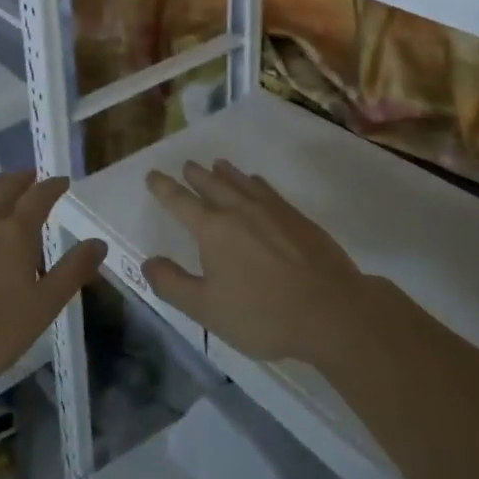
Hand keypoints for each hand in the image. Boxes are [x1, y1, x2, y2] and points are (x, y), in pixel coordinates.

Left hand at [0, 170, 106, 382]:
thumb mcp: (42, 308)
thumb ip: (71, 272)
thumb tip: (98, 243)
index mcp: (16, 231)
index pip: (40, 196)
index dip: (53, 186)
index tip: (62, 182)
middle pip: (7, 185)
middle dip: (23, 178)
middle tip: (32, 178)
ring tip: (0, 186)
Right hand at [142, 160, 368, 364]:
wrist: (330, 310)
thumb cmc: (262, 313)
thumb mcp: (207, 310)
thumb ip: (173, 285)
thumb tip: (148, 262)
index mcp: (213, 229)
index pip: (181, 202)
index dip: (164, 188)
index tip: (153, 175)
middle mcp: (239, 210)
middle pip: (212, 185)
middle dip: (195, 175)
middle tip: (186, 166)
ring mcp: (271, 210)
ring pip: (241, 182)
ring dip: (224, 173)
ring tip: (216, 164)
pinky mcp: (296, 217)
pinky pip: (267, 189)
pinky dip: (254, 182)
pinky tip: (256, 183)